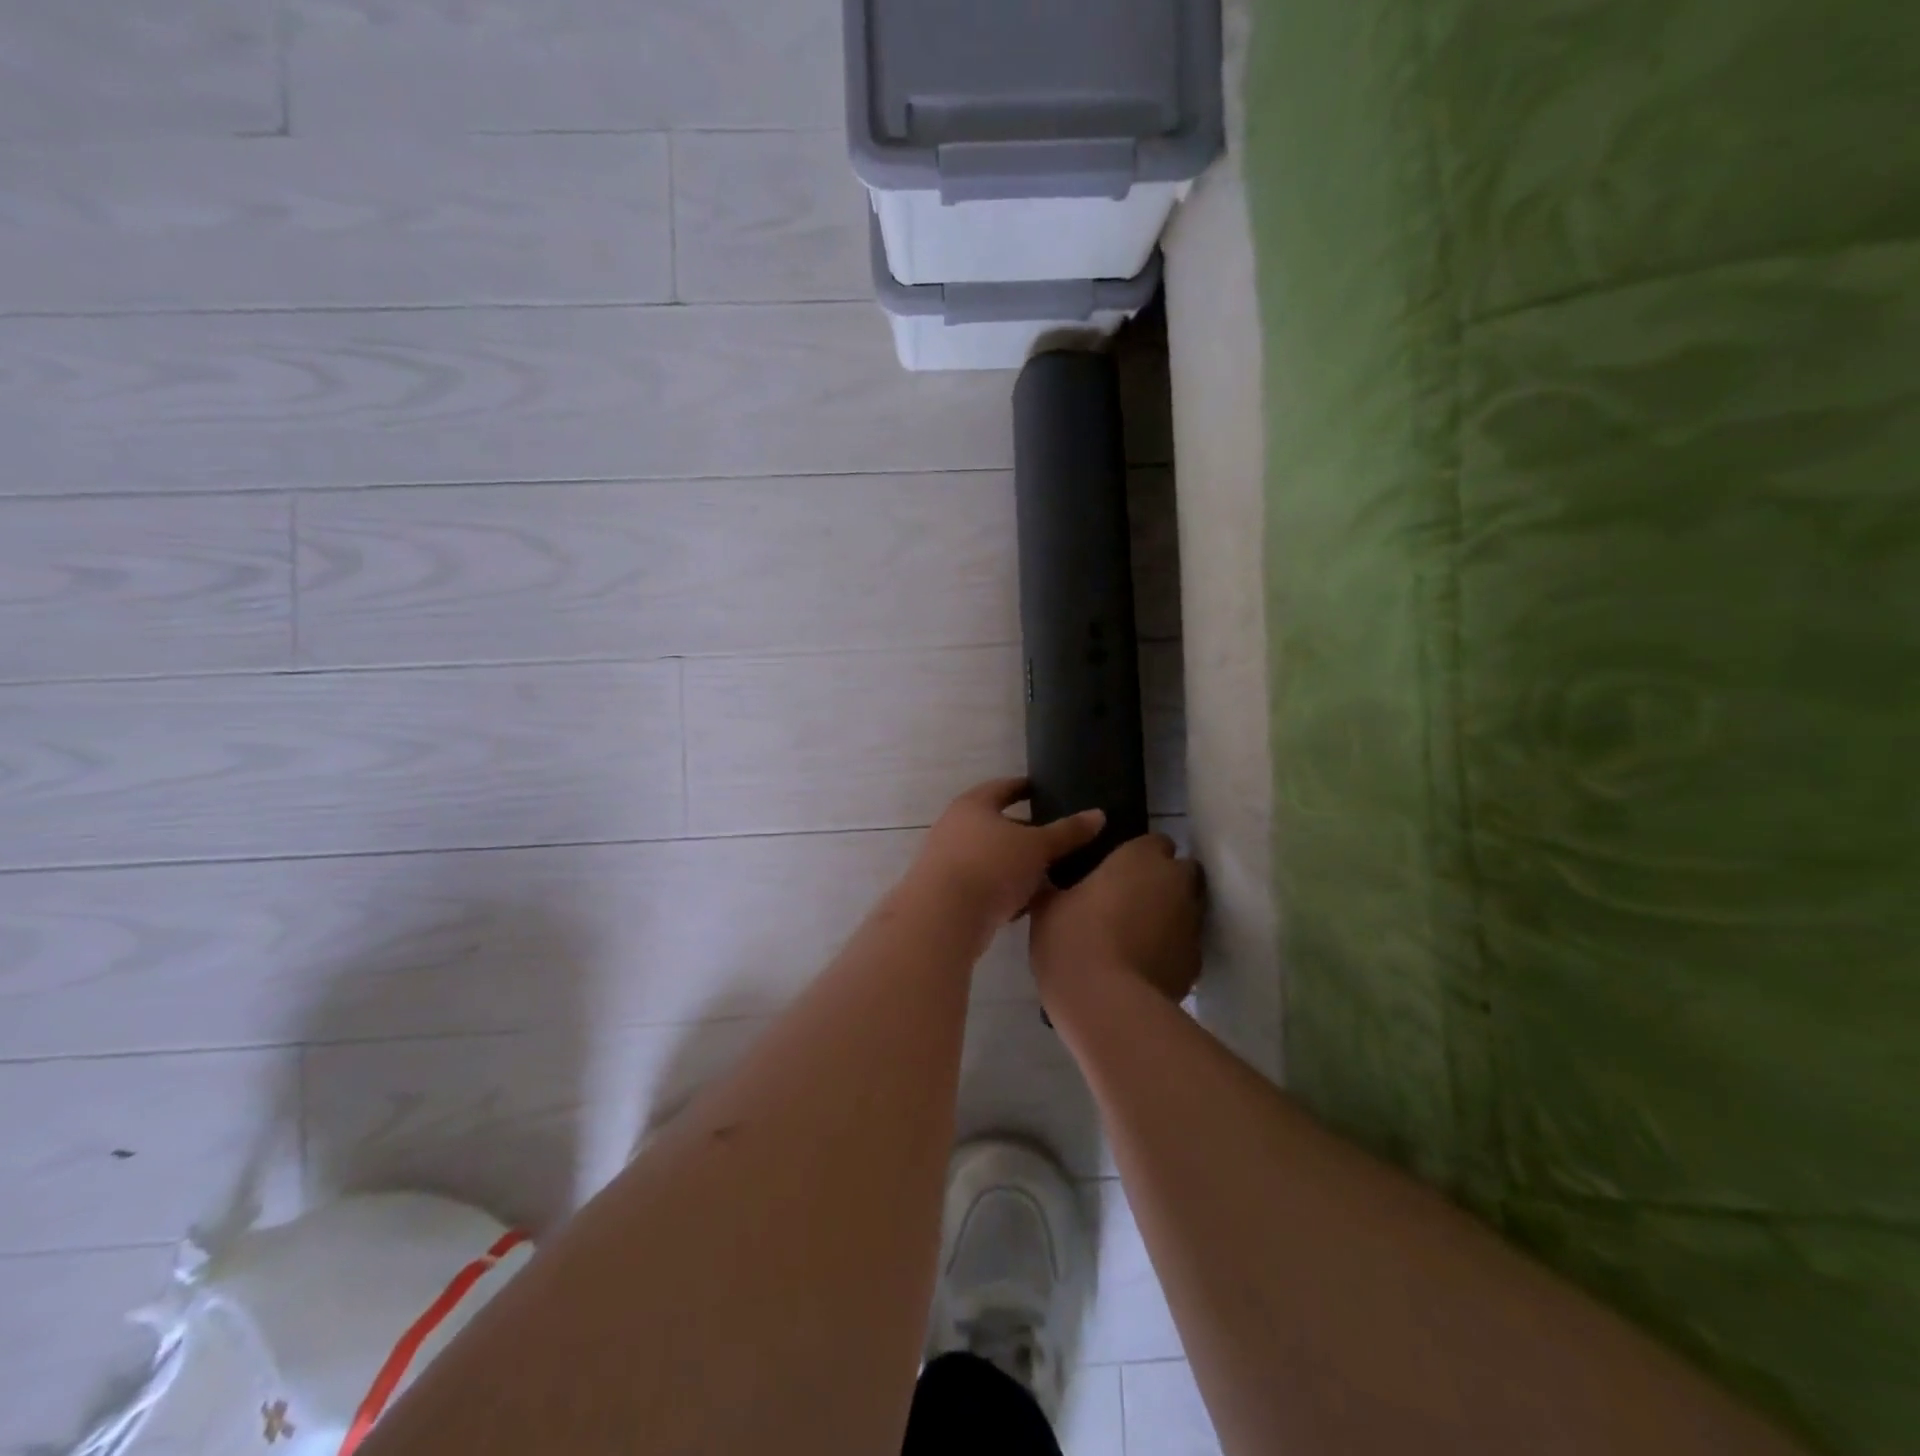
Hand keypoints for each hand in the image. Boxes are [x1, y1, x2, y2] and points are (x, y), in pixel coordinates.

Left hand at [906, 778, 1105, 928]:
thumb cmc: (991, 866)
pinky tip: (1027, 905)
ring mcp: (947, 861)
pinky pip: (983, 885)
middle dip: (1024, 833)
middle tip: (1054, 839)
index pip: (1002, 788)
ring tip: (1048, 875)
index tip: (1042, 790)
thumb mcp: (1037, 847)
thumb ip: (1067, 832)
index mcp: (973, 805)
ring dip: (1015, 866)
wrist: (943, 917)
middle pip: (995, 825)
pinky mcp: (947, 893)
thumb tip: (1098, 814)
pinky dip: (1004, 891)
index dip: (1023, 788)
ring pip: (990, 858)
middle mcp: (954, 827)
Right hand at [1030, 833, 1203, 1005]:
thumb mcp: (1047, 907)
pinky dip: (1170, 950)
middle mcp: (1176, 882)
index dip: (1138, 856)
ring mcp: (1192, 924)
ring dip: (1169, 916)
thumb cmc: (1072, 940)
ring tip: (1135, 936)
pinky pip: (1184, 947)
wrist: (1107, 1005)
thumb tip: (1050, 882)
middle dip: (1163, 881)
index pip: (1154, 842)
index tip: (1116, 871)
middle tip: (1130, 899)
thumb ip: (1056, 886)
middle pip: (1181, 872)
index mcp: (1140, 857)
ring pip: (1187, 910)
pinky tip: (1143, 966)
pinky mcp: (1196, 963)